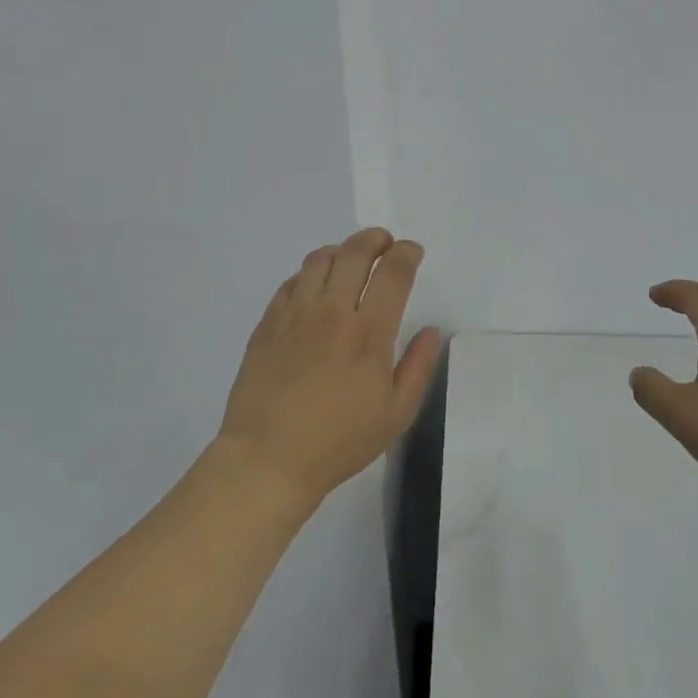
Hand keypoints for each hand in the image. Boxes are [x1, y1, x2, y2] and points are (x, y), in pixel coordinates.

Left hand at [219, 228, 442, 511]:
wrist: (268, 459)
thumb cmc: (339, 442)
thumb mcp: (395, 414)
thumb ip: (418, 367)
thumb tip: (429, 330)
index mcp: (368, 334)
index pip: (392, 273)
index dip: (406, 253)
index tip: (412, 251)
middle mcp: (332, 312)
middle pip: (354, 252)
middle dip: (375, 239)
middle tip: (384, 242)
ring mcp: (295, 314)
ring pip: (319, 259)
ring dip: (341, 250)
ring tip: (350, 260)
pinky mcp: (268, 323)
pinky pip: (291, 282)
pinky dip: (309, 274)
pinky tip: (315, 287)